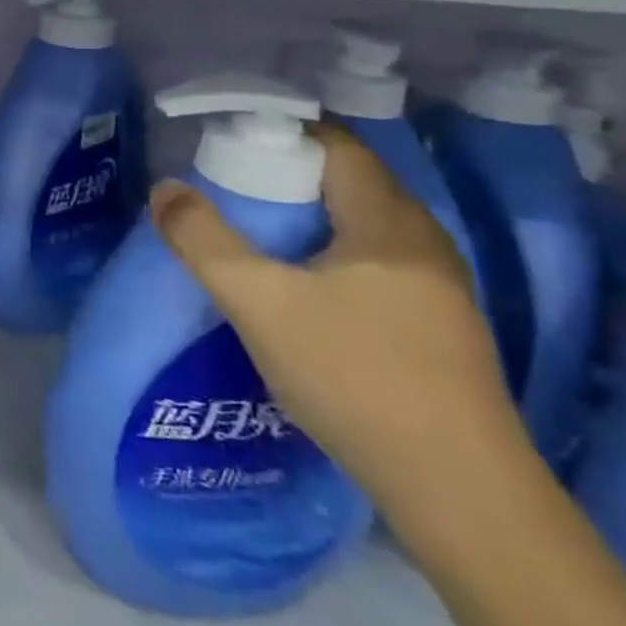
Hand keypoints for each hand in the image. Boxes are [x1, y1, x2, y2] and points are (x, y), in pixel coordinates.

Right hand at [151, 124, 523, 517]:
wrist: (460, 494)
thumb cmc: (356, 378)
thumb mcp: (261, 304)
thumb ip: (204, 241)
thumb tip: (164, 190)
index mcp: (388, 220)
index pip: (336, 143)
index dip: (282, 131)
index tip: (230, 141)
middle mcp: (423, 240)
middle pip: (349, 180)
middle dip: (289, 173)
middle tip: (231, 186)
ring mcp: (438, 286)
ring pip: (363, 224)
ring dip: (310, 216)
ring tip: (257, 232)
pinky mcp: (438, 326)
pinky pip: (375, 261)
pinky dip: (332, 252)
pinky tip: (303, 287)